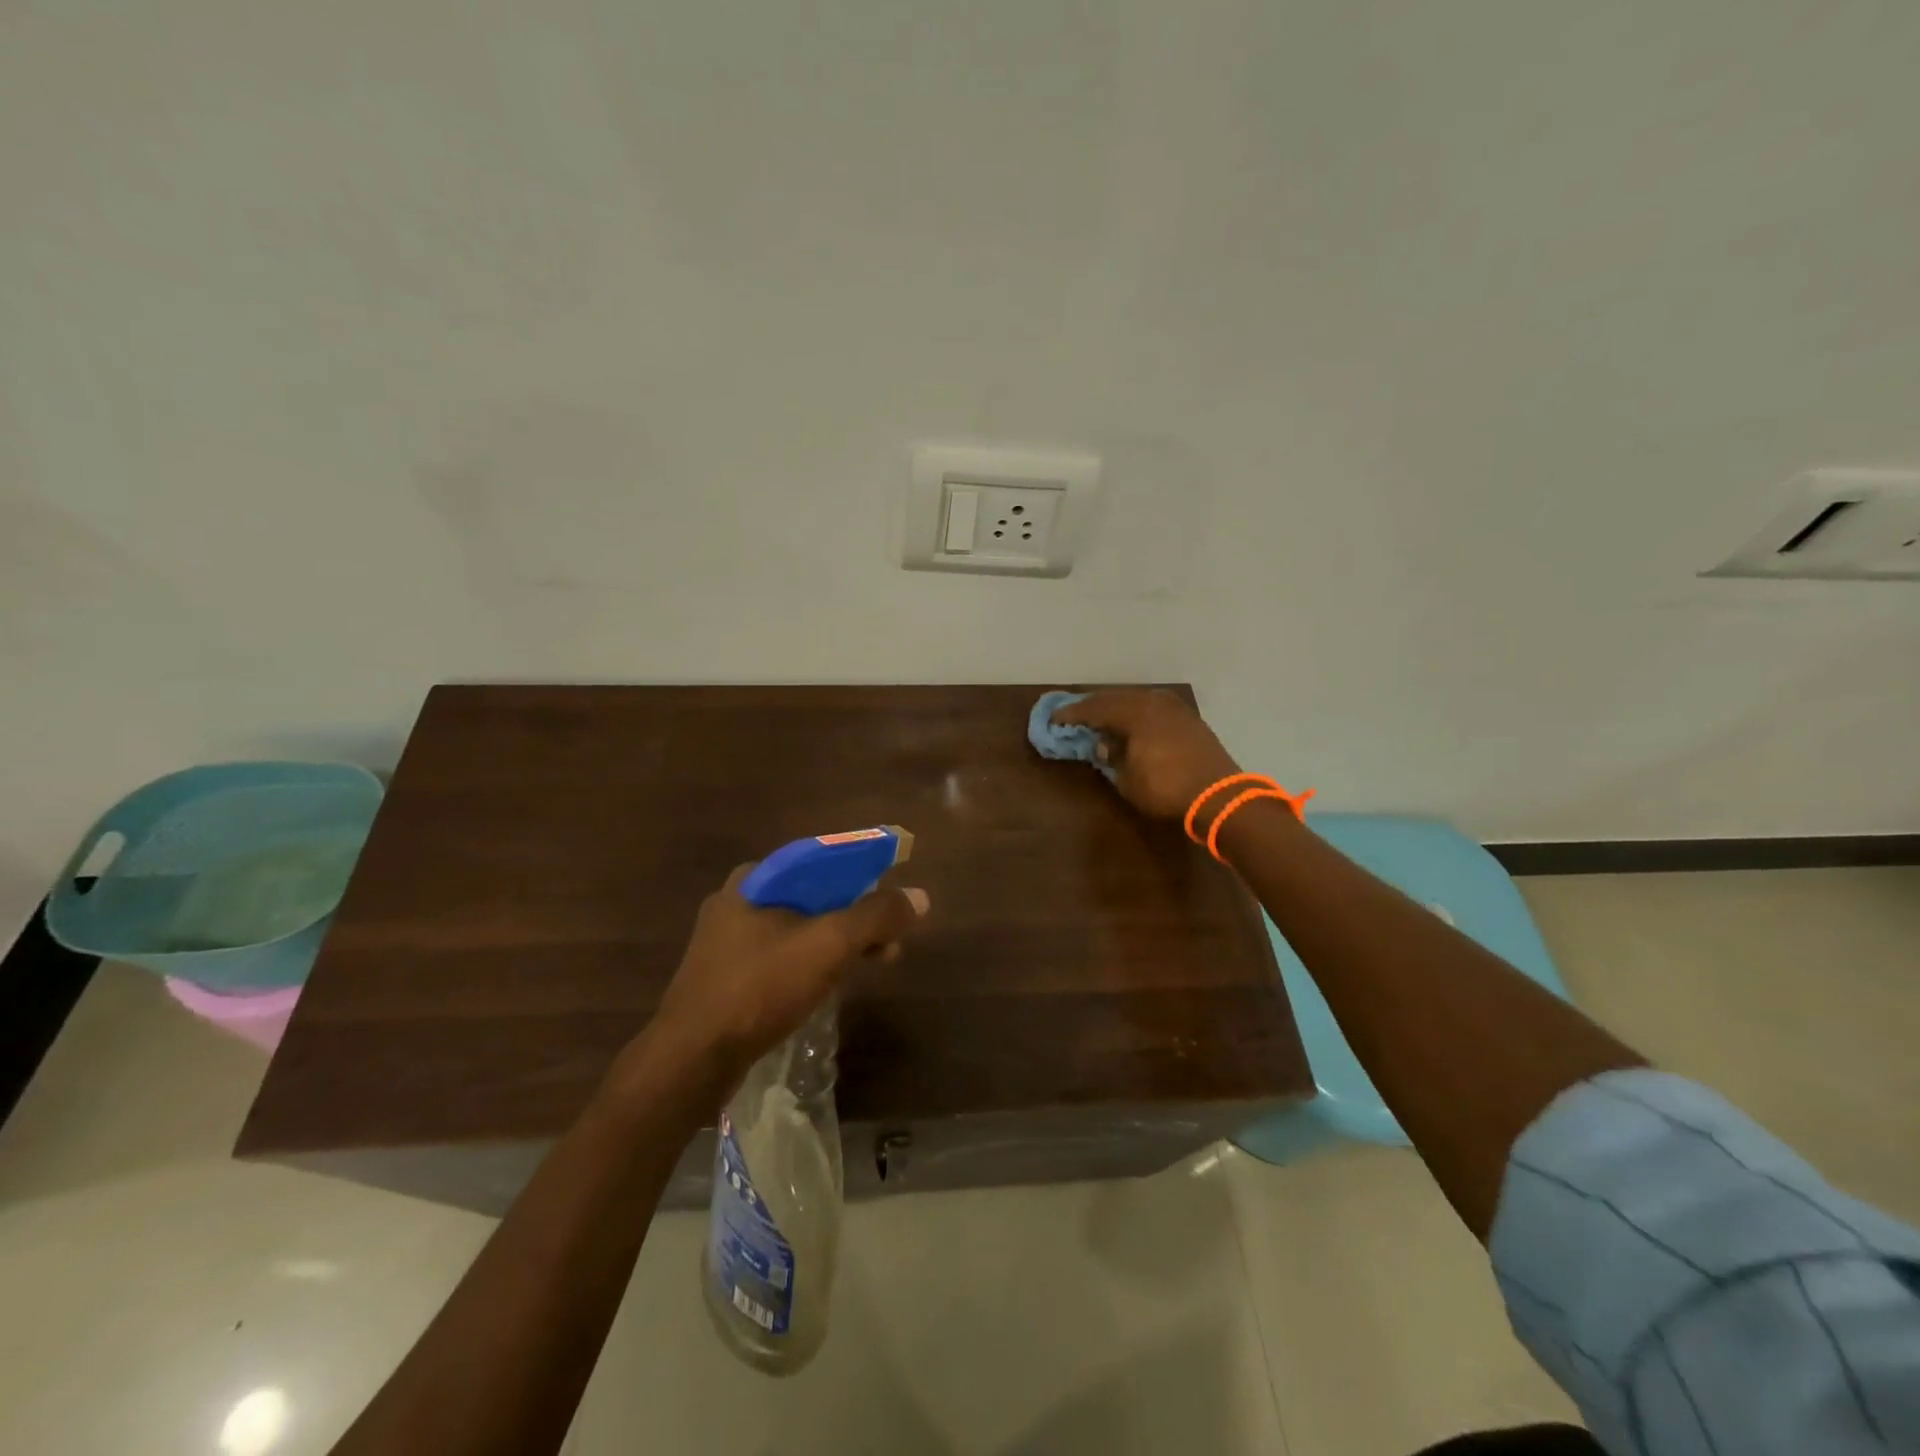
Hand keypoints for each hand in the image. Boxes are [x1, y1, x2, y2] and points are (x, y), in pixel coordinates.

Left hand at [648, 864, 929, 1080]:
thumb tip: (919, 896)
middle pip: (813, 895)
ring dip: (839, 941)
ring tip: (876, 962)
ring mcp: (727, 942)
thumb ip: (876, 916)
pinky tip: (832, 983)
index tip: (892, 894)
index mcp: (754, 879)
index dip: (863, 872)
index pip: (821, 859)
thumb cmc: (760, 988)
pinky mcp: (725, 978)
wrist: (690, 1060)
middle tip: (891, 937)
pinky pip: (781, 957)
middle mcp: (737, 901)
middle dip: (856, 913)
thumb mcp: (828, 945)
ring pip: (798, 929)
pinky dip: (813, 962)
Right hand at [1051, 689, 1240, 819]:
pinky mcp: (1189, 719)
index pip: (1095, 709)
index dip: (1073, 714)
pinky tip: (1132, 724)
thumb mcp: (1128, 779)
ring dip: (1117, 708)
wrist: (1219, 795)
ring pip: (1137, 700)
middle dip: (1094, 707)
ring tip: (1102, 718)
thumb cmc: (1166, 788)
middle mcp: (1153, 702)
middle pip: (1116, 698)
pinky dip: (1138, 713)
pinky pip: (1154, 708)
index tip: (1054, 719)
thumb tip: (1104, 745)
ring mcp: (1175, 708)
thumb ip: (1112, 757)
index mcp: (1134, 712)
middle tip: (1075, 715)